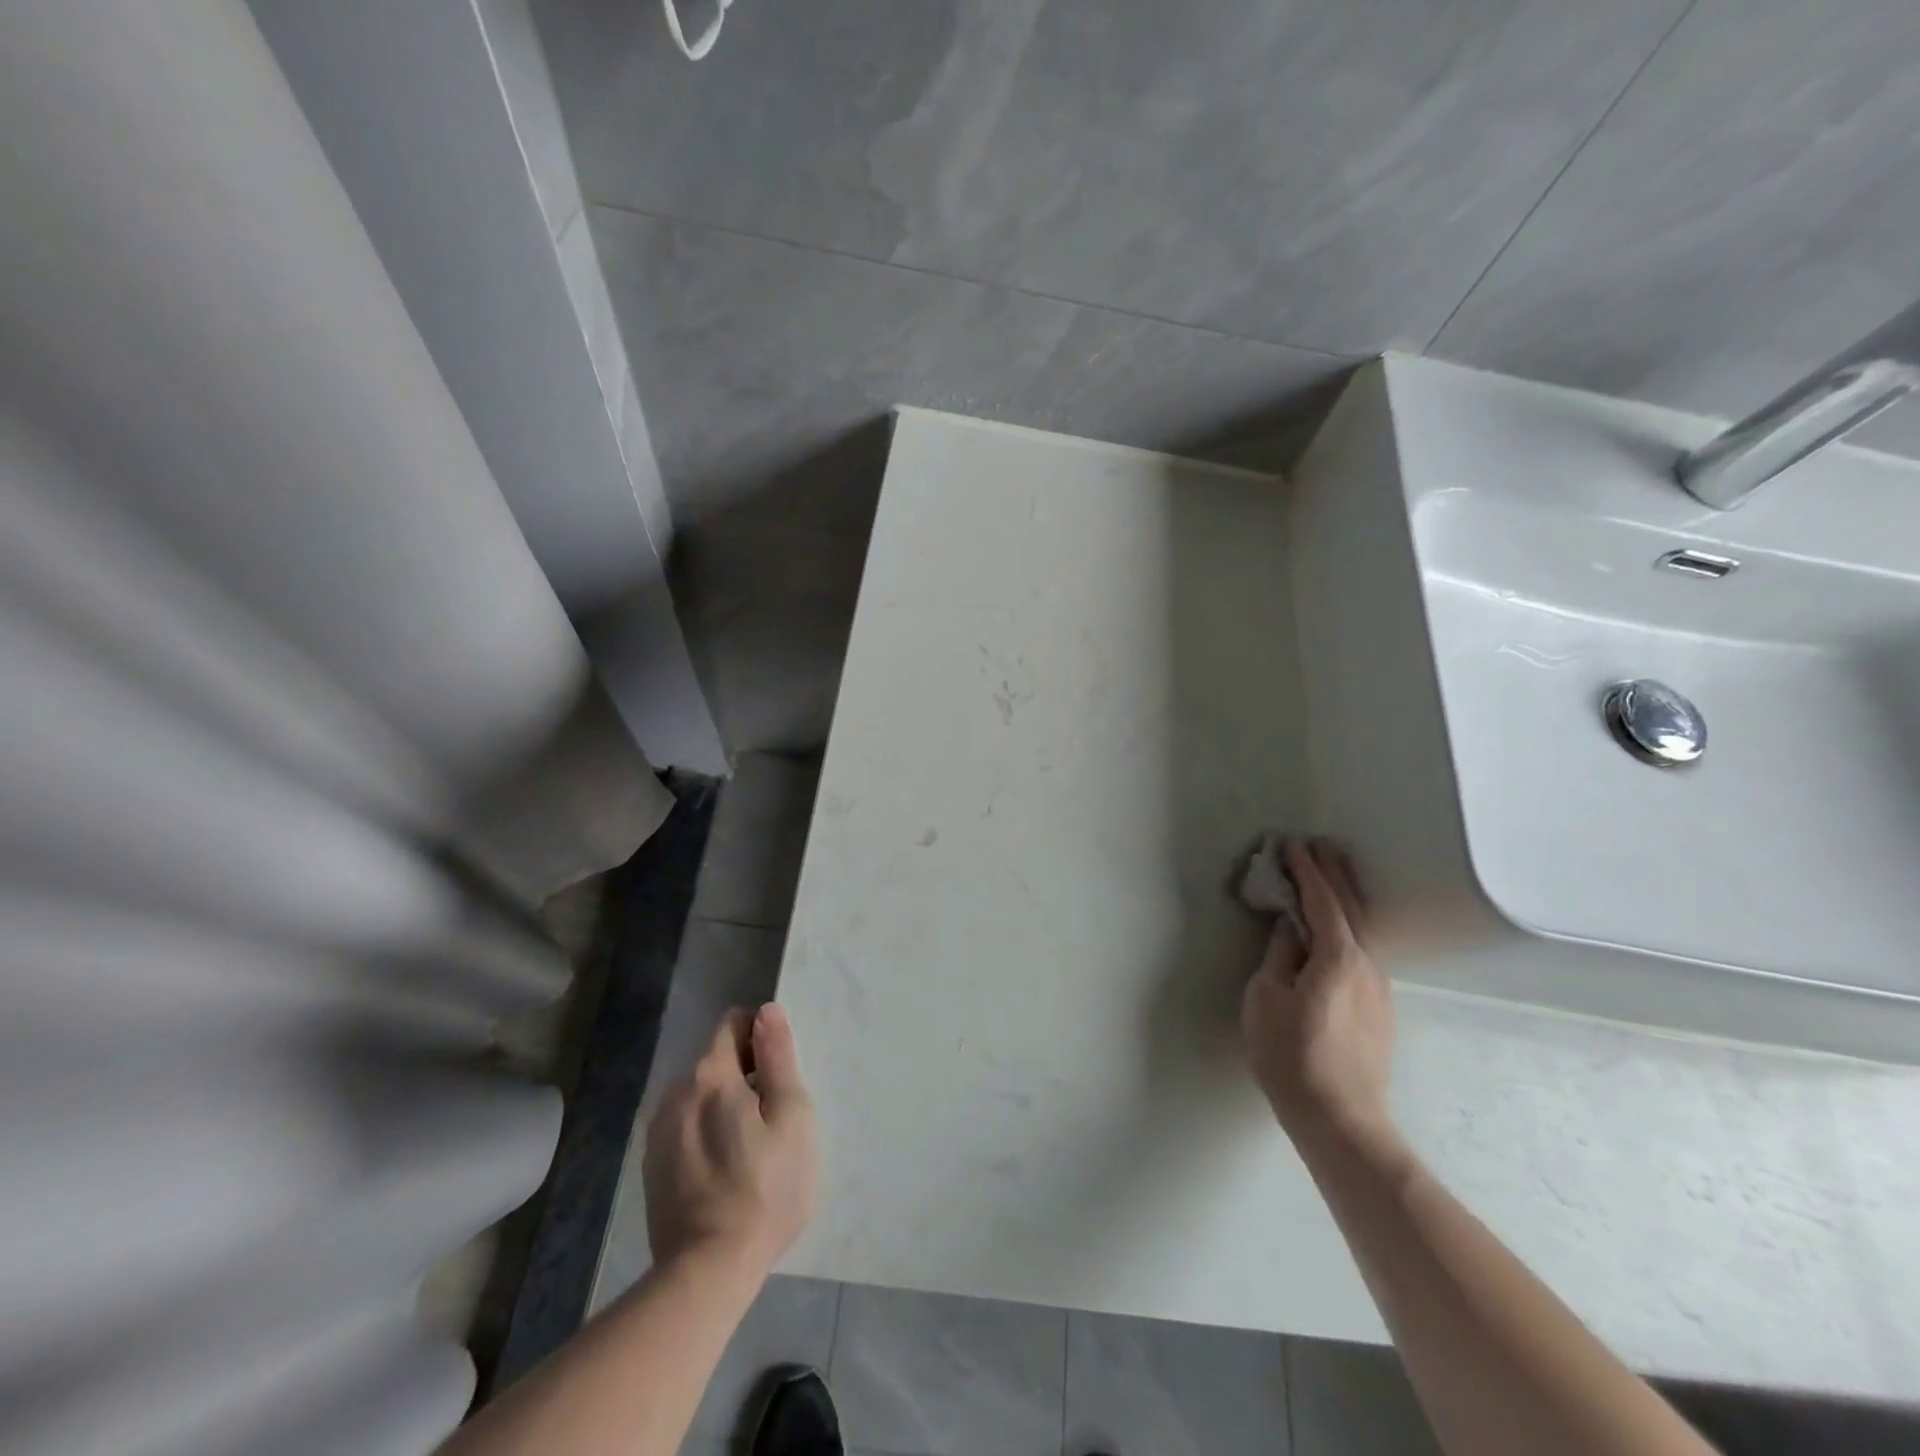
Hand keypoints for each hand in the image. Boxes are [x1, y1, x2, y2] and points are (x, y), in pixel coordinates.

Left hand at [642, 1003, 818, 1276]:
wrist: (707, 1271)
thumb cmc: (765, 1188)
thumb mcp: (791, 1116)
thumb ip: (778, 1057)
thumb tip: (767, 1010)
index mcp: (710, 1074)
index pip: (732, 1023)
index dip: (761, 1036)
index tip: (779, 1073)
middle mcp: (676, 1092)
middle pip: (716, 1059)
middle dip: (746, 1073)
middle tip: (773, 1117)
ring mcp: (658, 1130)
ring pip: (699, 1094)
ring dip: (724, 1103)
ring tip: (750, 1147)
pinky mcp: (652, 1165)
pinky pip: (685, 1125)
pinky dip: (705, 1131)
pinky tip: (724, 1169)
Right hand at [1241, 839, 1395, 1145]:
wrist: (1340, 1118)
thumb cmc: (1290, 1054)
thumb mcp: (1266, 997)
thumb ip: (1279, 956)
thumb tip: (1290, 929)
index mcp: (1337, 956)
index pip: (1322, 900)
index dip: (1307, 870)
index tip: (1293, 844)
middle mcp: (1367, 964)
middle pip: (1352, 908)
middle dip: (1335, 874)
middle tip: (1321, 845)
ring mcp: (1379, 987)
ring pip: (1362, 930)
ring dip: (1344, 898)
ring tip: (1330, 876)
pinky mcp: (1379, 1008)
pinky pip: (1362, 952)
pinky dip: (1348, 926)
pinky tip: (1339, 930)